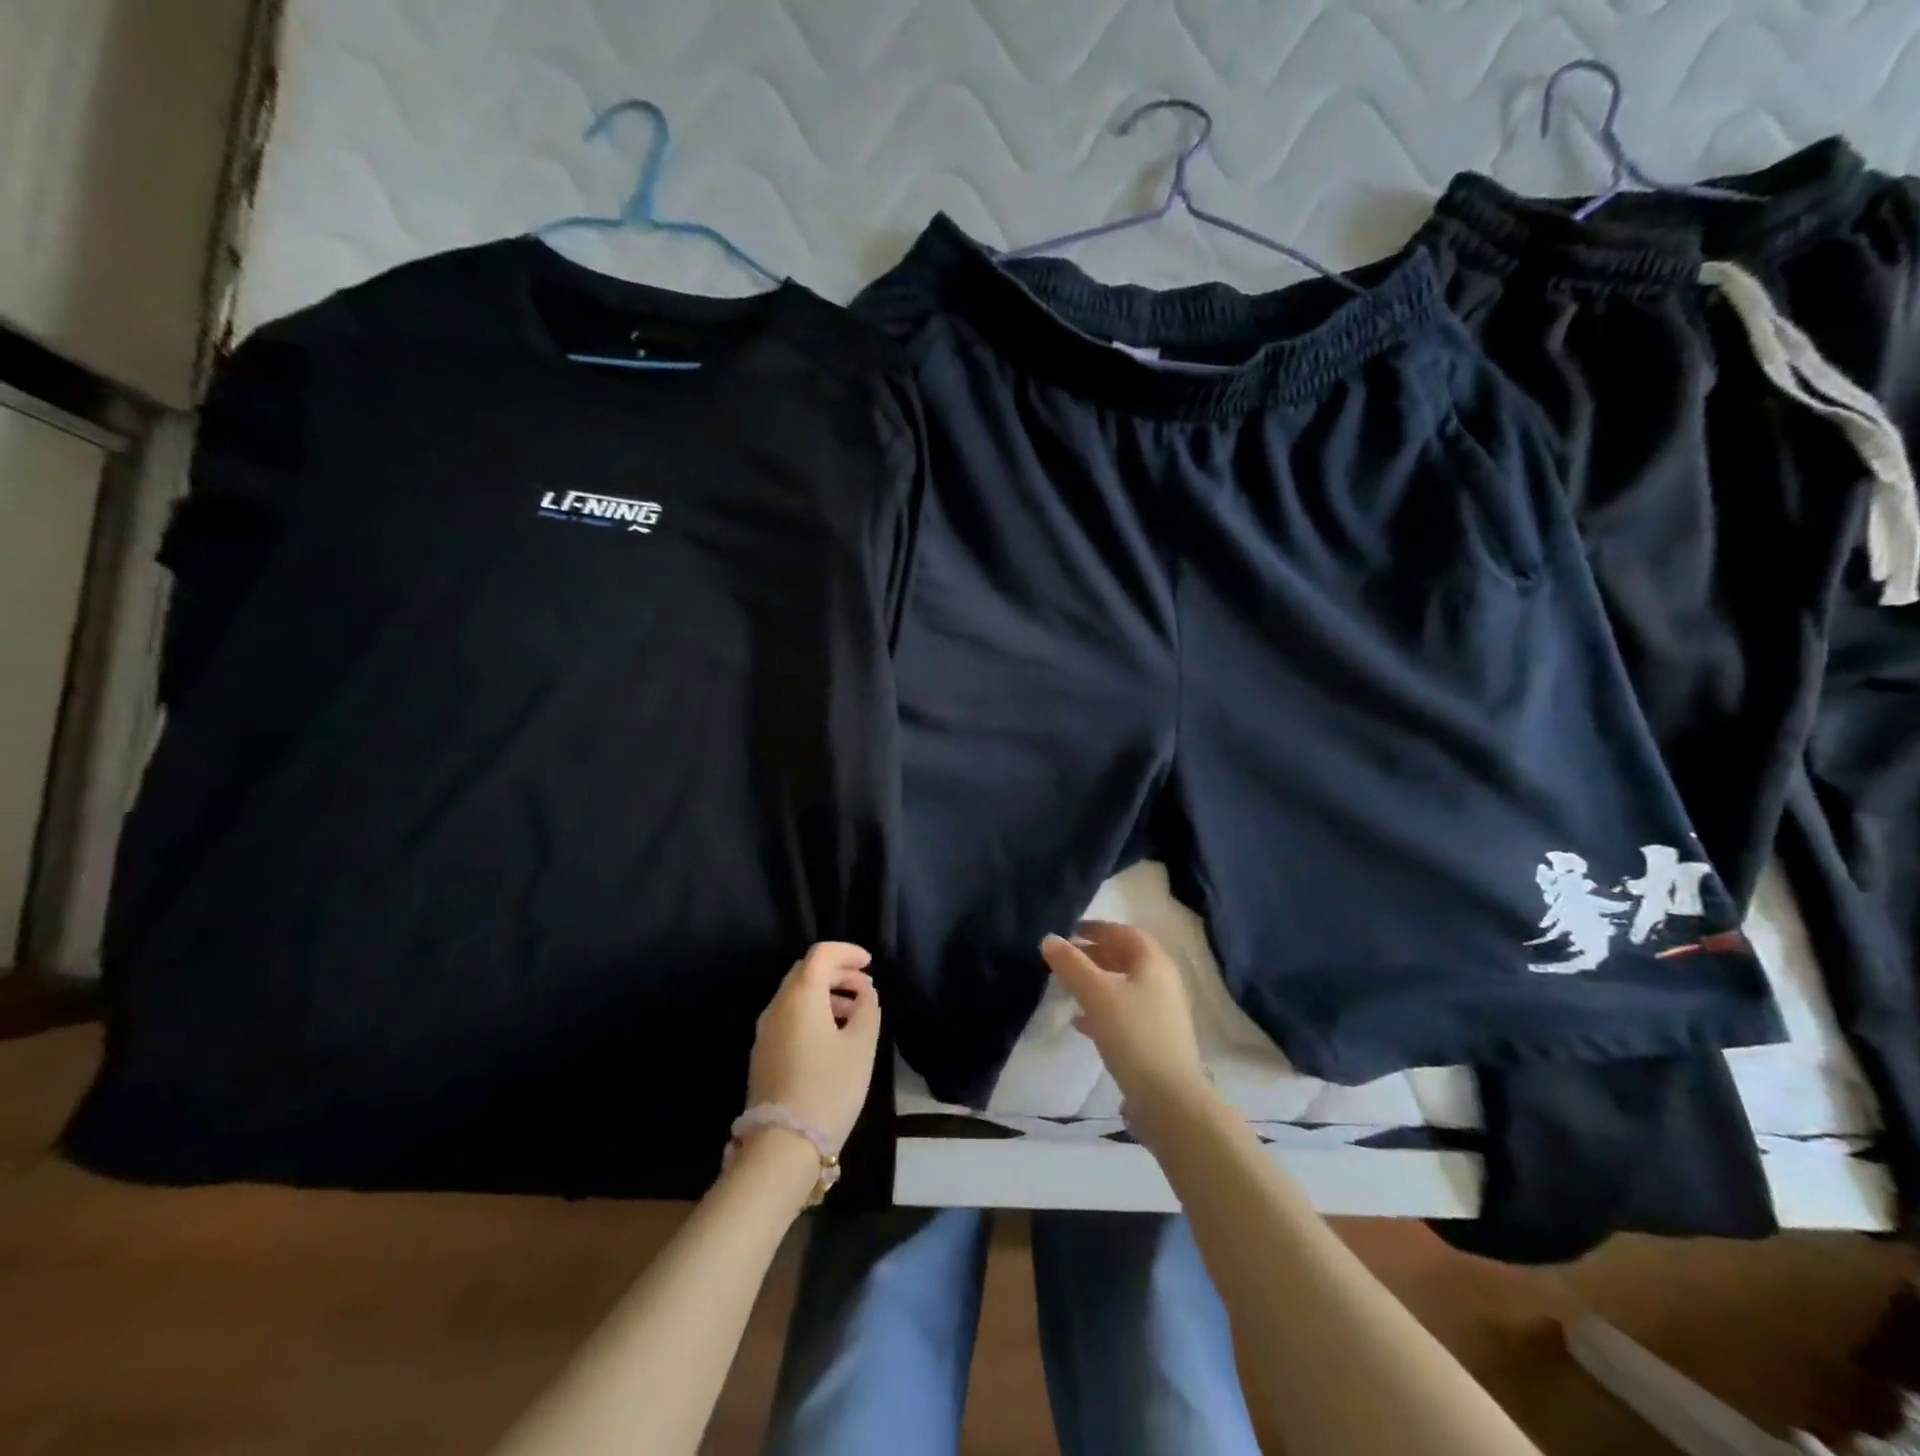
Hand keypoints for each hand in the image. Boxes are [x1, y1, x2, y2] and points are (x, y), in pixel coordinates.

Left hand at [747, 942, 880, 1151]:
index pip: (821, 954)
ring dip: (826, 994)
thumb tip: (865, 993)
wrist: (783, 1145)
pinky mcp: (762, 1055)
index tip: (870, 963)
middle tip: (865, 988)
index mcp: (800, 996)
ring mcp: (765, 1032)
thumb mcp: (861, 1046)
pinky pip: (789, 1017)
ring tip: (855, 1014)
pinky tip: (833, 1036)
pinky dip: (813, 1013)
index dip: (847, 952)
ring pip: (796, 996)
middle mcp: (777, 1006)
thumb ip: (868, 1010)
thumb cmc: (829, 1088)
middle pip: (806, 972)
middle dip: (837, 972)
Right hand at [1041, 922, 1209, 1122]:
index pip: (1125, 933)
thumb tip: (1049, 939)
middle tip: (1066, 958)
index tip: (1071, 930)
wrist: (1169, 1099)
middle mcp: (1163, 982)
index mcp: (1154, 963)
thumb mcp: (1096, 994)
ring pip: (1125, 986)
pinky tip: (1080, 1022)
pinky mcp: (1156, 1040)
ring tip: (1068, 987)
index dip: (1098, 928)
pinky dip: (1103, 1009)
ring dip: (1097, 982)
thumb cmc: (1133, 1034)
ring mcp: (1162, 1012)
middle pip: (1126, 958)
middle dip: (1095, 954)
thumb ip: (1071, 964)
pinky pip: (1126, 1013)